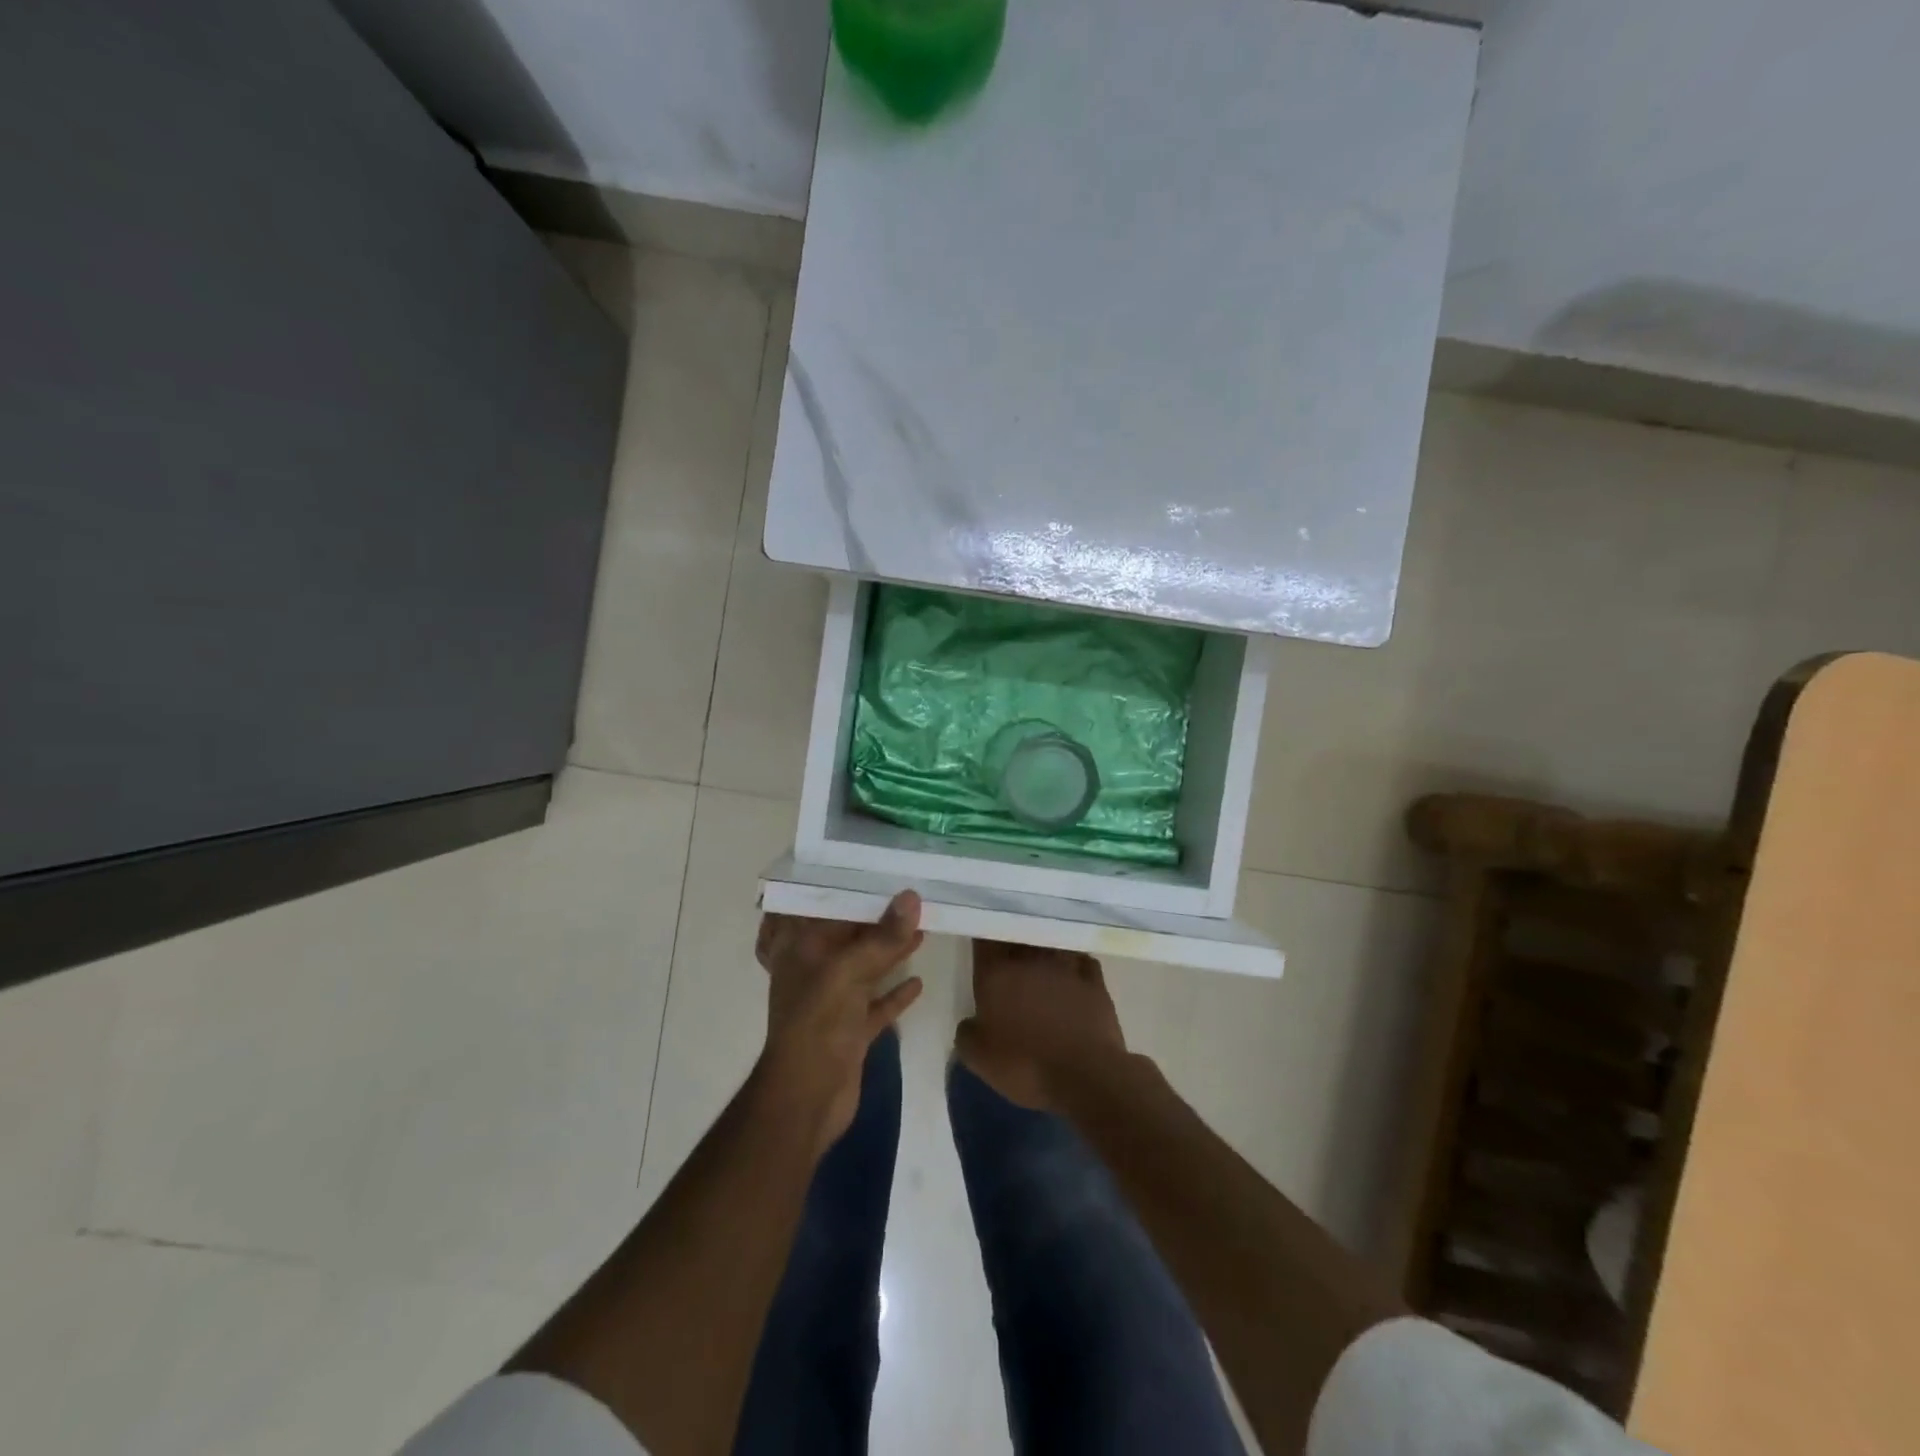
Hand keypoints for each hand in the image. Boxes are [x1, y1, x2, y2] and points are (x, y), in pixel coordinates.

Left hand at [754, 892, 925, 1151]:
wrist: (807, 1098)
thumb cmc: (817, 1023)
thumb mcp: (848, 971)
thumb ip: (882, 936)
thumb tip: (912, 896)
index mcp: (800, 948)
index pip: (819, 905)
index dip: (843, 886)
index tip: (874, 867)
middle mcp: (813, 969)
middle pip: (845, 935)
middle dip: (875, 917)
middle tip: (910, 893)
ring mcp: (832, 1001)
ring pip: (864, 966)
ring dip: (889, 950)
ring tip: (923, 926)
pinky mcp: (850, 1030)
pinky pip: (876, 1004)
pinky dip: (895, 993)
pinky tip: (919, 981)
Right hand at [955, 940, 1127, 1110]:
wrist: (1085, 1077)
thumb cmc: (1025, 1065)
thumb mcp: (978, 1058)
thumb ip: (967, 1032)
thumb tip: (973, 1022)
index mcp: (996, 971)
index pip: (985, 936)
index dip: (983, 936)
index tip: (983, 945)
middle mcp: (1030, 957)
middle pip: (1018, 934)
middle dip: (1012, 941)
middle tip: (1010, 957)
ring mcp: (1065, 963)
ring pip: (1050, 943)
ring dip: (1044, 949)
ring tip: (1041, 962)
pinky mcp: (1094, 978)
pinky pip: (1081, 959)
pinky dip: (1074, 964)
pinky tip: (1073, 975)